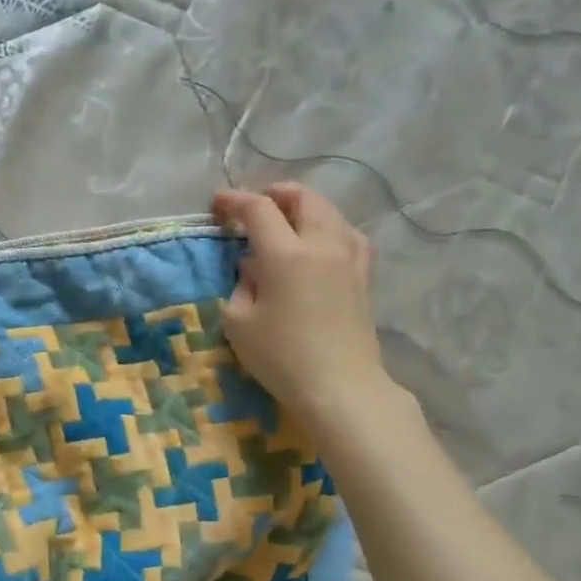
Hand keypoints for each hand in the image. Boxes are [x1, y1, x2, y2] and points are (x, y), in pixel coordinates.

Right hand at [211, 184, 391, 424]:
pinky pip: (348, 235)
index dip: (234, 201)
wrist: (340, 386)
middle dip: (276, 193)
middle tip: (255, 204)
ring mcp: (349, 258)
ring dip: (305, 207)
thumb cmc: (281, 356)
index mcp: (285, 254)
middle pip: (303, 199)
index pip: (258, 210)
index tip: (217, 204)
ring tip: (287, 218)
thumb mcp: (239, 322)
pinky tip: (321, 241)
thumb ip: (241, 286)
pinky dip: (329, 227)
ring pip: (330, 212)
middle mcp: (321, 245)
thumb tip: (254, 269)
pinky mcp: (364, 276)